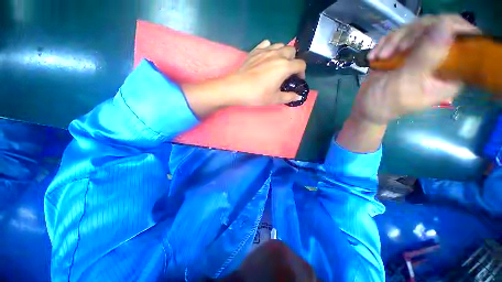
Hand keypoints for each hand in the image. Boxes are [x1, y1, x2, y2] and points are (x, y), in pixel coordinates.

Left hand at [229, 40, 306, 105]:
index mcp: (284, 67)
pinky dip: (270, 48)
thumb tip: (298, 96)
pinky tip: (267, 57)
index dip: (302, 72)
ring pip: (280, 45)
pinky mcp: (255, 51)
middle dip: (293, 61)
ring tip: (278, 64)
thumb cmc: (257, 95)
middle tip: (288, 72)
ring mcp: (265, 51)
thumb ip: (288, 97)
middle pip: (292, 51)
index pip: (300, 64)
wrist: (236, 88)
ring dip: (283, 53)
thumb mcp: (274, 99)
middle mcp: (277, 55)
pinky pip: (266, 44)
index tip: (297, 80)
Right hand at [352, 14, 479, 124]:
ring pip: (418, 28)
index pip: (464, 40)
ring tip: (381, 56)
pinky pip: (401, 35)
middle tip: (396, 50)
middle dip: (413, 35)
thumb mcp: (406, 84)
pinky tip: (375, 56)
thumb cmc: (386, 102)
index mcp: (452, 73)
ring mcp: (422, 53)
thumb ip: (425, 58)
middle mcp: (441, 60)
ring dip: (395, 40)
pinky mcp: (406, 52)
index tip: (421, 36)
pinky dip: (386, 43)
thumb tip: (445, 26)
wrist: (366, 106)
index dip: (448, 28)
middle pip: (439, 28)